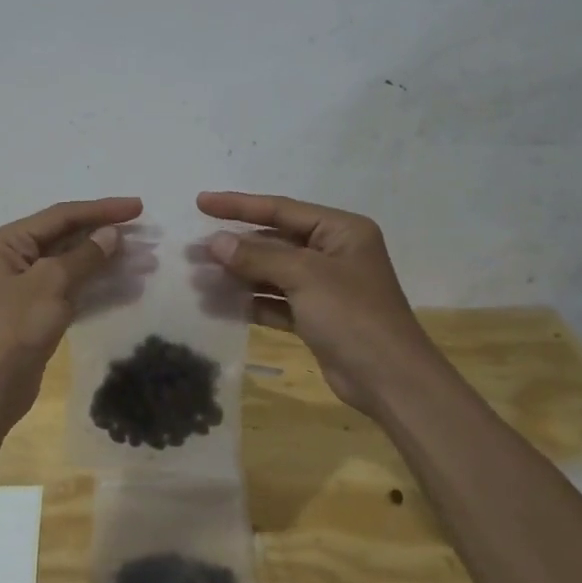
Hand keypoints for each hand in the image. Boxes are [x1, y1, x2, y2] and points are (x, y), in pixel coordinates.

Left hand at [0, 197, 143, 427]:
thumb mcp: (50, 284)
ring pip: (73, 265)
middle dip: (107, 236)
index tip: (138, 207)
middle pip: (67, 238)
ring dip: (108, 262)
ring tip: (146, 261)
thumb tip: (111, 234)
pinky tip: (128, 286)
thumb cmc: (12, 328)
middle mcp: (13, 259)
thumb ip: (84, 256)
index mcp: (6, 242)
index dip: (101, 210)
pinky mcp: (37, 314)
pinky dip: (98, 287)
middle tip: (148, 236)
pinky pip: (72, 290)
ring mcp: (25, 288)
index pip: (60, 216)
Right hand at [197, 191, 441, 418]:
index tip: (201, 202)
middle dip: (234, 246)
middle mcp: (333, 253)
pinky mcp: (315, 316)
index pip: (281, 209)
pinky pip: (275, 300)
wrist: (389, 380)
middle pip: (274, 241)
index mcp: (341, 231)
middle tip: (192, 249)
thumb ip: (257, 256)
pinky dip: (250, 302)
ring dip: (238, 275)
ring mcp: (324, 287)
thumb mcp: (304, 276)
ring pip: (272, 272)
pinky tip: (219, 304)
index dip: (239, 205)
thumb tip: (215, 242)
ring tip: (198, 277)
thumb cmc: (352, 315)